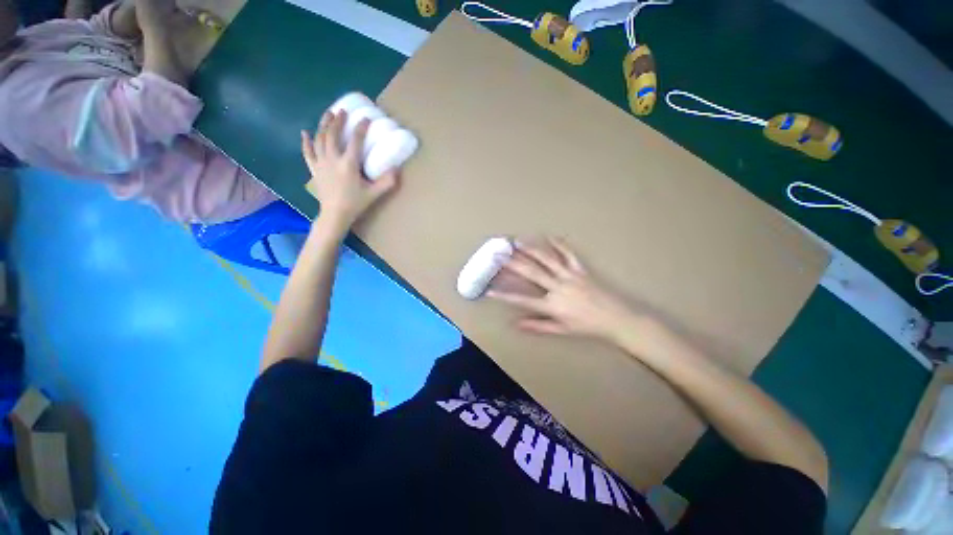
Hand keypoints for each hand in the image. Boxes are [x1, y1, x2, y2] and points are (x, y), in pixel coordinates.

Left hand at [302, 111, 398, 231]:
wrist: (335, 214)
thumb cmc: (355, 204)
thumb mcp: (374, 194)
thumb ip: (387, 182)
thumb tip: (398, 169)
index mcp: (349, 164)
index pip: (356, 141)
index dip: (361, 128)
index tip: (366, 119)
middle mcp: (333, 159)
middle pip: (333, 135)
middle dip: (338, 121)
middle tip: (343, 112)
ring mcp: (321, 163)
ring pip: (320, 139)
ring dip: (324, 125)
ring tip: (328, 115)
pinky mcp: (314, 169)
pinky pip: (308, 152)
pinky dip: (306, 142)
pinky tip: (305, 132)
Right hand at [488, 239, 639, 341]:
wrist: (616, 319)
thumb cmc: (587, 327)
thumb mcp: (561, 330)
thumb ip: (538, 326)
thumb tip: (516, 324)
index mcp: (552, 305)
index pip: (522, 300)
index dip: (504, 295)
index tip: (489, 290)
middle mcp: (557, 287)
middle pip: (531, 273)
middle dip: (512, 263)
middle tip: (498, 254)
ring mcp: (569, 276)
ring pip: (546, 259)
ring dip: (530, 249)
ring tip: (517, 241)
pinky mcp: (581, 269)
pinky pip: (569, 254)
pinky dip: (560, 244)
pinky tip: (550, 236)